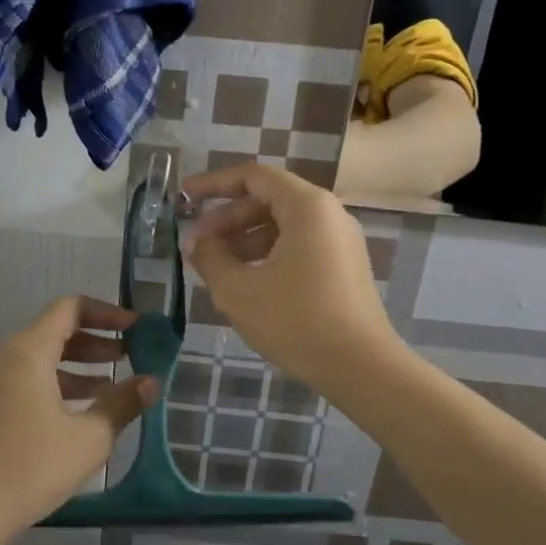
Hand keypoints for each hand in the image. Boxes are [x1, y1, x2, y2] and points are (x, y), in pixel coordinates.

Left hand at [0, 296, 157, 544]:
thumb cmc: (31, 467)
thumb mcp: (89, 438)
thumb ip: (122, 404)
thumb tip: (151, 382)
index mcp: (28, 351)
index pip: (71, 308)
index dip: (107, 313)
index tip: (136, 329)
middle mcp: (5, 358)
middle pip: (55, 332)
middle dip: (96, 341)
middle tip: (130, 355)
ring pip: (41, 360)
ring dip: (78, 367)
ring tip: (111, 387)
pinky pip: (26, 383)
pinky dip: (56, 386)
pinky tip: (78, 415)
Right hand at [182, 164, 402, 393]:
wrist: (361, 368)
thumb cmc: (295, 321)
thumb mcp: (238, 290)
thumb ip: (210, 258)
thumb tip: (196, 243)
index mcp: (307, 206)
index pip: (253, 177)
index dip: (213, 184)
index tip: (183, 197)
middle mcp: (328, 214)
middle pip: (268, 200)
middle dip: (227, 218)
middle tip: (197, 244)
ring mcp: (340, 241)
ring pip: (283, 225)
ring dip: (244, 239)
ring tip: (216, 268)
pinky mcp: (344, 267)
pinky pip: (299, 245)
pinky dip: (268, 254)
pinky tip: (247, 282)